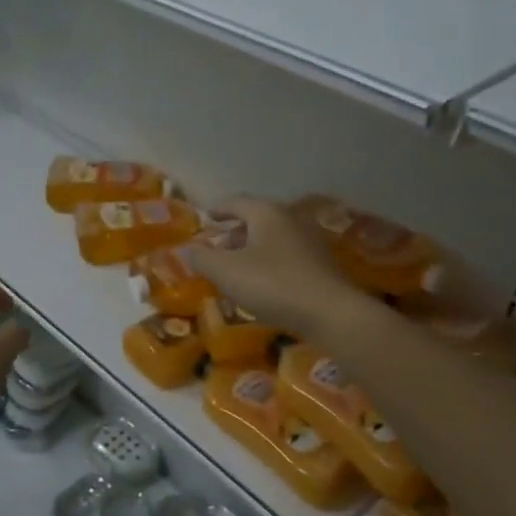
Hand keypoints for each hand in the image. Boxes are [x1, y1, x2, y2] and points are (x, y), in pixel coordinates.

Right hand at [189, 195, 365, 340]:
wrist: (330, 313)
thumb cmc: (273, 284)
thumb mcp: (226, 272)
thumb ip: (202, 259)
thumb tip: (185, 250)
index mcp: (267, 213)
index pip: (237, 202)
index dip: (219, 209)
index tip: (207, 215)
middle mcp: (291, 219)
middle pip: (257, 218)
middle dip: (236, 232)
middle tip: (219, 247)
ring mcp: (311, 241)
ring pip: (274, 238)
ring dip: (253, 248)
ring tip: (238, 268)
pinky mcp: (322, 264)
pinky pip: (288, 255)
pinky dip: (271, 262)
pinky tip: (264, 283)